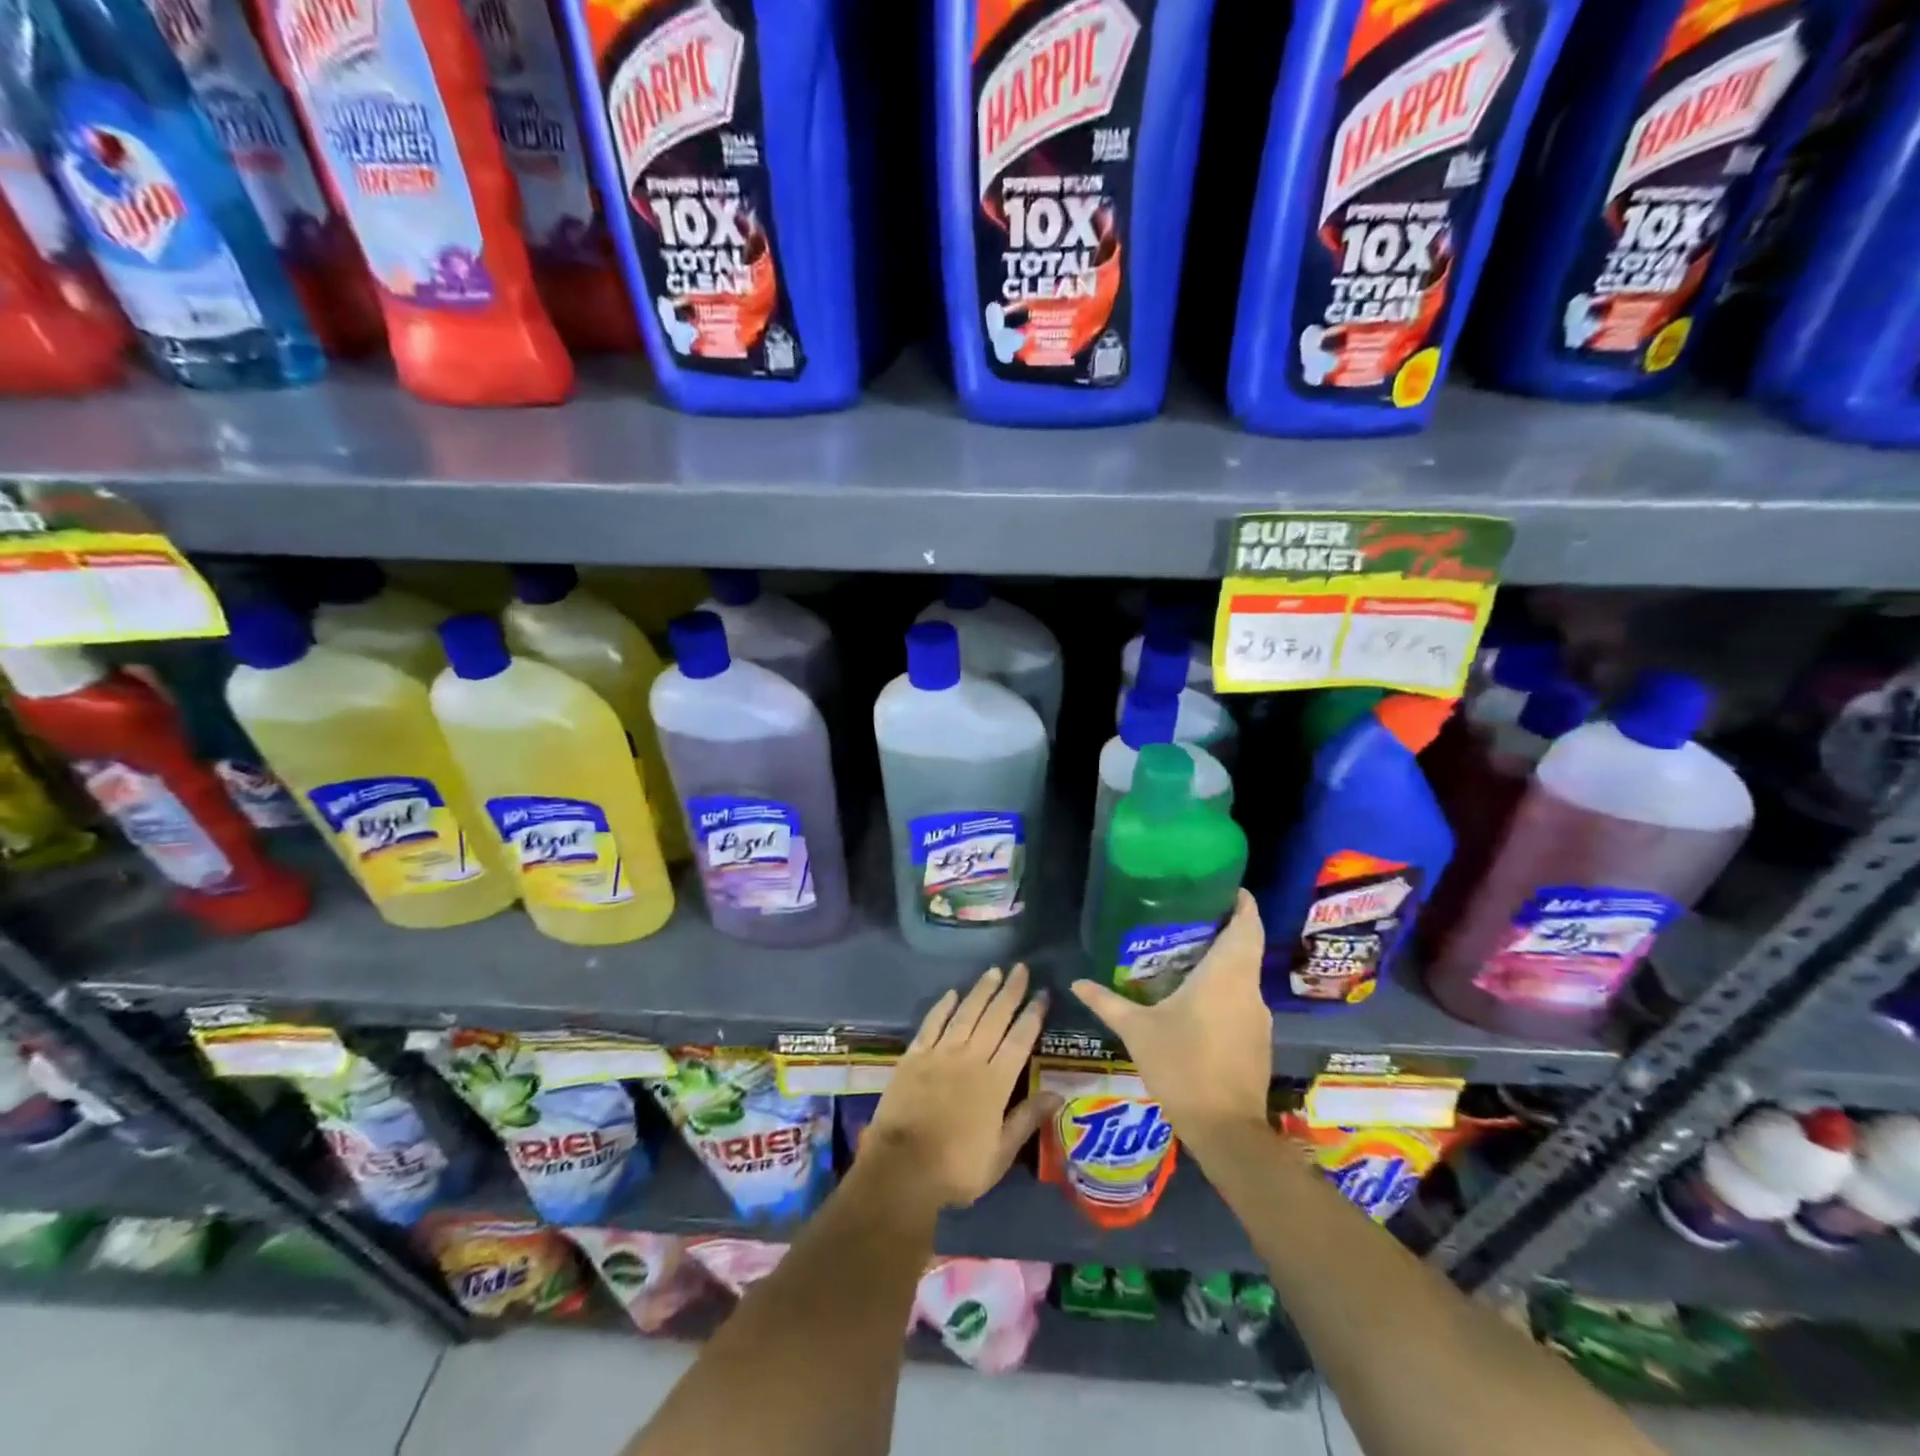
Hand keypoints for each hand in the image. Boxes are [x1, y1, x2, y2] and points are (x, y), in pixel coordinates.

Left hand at [860, 964, 1057, 1211]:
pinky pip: (931, 1024)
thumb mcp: (1000, 1154)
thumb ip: (1027, 1119)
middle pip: (994, 1018)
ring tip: (993, 972)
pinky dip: (942, 1007)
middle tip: (1021, 968)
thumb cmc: (957, 1168)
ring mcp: (940, 1054)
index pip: (1020, 1040)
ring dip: (981, 991)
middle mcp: (970, 1059)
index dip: (1033, 1015)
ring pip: (965, 1014)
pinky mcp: (914, 1057)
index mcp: (996, 1082)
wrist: (901, 1169)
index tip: (1043, 994)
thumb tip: (1058, 1093)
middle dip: (1010, 992)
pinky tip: (951, 993)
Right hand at [1071, 889, 1272, 1140]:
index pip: (1248, 924)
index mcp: (1225, 974)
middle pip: (1246, 945)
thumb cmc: (1182, 1066)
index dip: (1242, 902)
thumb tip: (1076, 982)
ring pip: (1244, 974)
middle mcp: (1248, 988)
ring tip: (1187, 954)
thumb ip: (1107, 1002)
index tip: (1224, 887)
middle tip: (1191, 916)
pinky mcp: (1258, 1039)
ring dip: (1224, 960)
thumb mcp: (1137, 1031)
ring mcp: (1258, 1016)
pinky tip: (1197, 999)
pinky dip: (1225, 989)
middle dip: (1225, 928)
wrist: (1226, 1130)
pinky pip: (1243, 999)